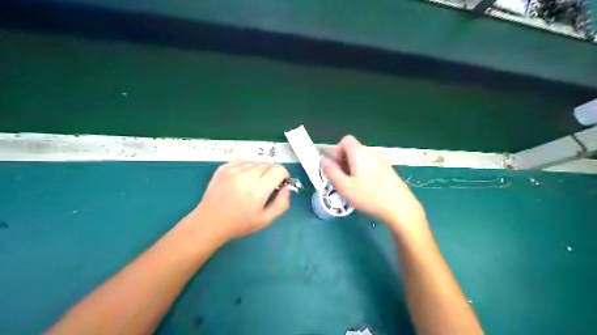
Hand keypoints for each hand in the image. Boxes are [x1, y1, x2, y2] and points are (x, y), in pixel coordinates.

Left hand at [186, 161, 288, 244]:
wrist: (209, 222)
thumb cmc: (239, 224)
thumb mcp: (266, 220)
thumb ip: (282, 203)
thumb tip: (286, 188)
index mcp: (258, 189)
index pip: (279, 170)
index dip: (284, 175)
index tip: (280, 184)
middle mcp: (247, 175)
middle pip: (268, 165)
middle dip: (272, 173)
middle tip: (267, 186)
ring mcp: (233, 169)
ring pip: (256, 162)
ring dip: (260, 170)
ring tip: (253, 184)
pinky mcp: (223, 168)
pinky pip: (243, 161)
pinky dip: (247, 167)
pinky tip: (243, 179)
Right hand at [325, 135, 425, 231]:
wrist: (401, 209)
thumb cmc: (370, 197)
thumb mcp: (345, 187)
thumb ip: (331, 172)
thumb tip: (322, 159)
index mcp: (360, 153)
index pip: (345, 140)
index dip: (336, 152)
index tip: (335, 168)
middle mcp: (372, 153)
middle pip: (353, 149)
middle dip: (343, 162)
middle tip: (342, 180)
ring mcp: (382, 161)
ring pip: (361, 158)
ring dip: (352, 168)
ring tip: (353, 187)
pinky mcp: (388, 170)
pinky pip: (370, 165)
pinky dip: (363, 172)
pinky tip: (366, 189)